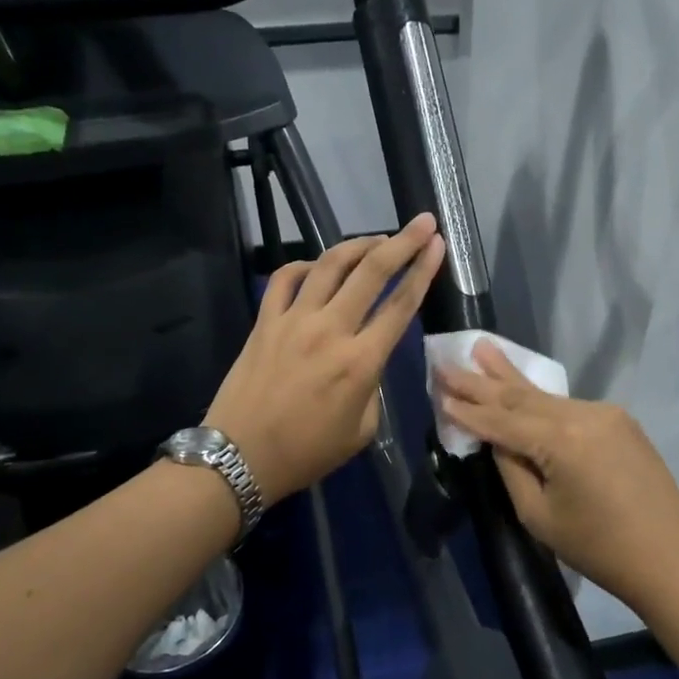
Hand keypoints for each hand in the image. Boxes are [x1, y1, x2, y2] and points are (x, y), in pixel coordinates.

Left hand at [206, 214, 443, 506]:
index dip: (424, 271)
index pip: (400, 305)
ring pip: (329, 265)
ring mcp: (293, 320)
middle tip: (422, 221)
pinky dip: (306, 265)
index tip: (438, 245)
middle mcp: (330, 330)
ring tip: (377, 238)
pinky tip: (319, 266)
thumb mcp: (361, 430)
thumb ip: (373, 386)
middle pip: (372, 272)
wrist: (240, 457)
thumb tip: (367, 359)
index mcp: (360, 362)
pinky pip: (285, 278)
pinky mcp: (264, 321)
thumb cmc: (306, 452)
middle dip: (402, 242)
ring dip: (358, 244)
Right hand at [435, 342, 678, 608]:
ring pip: (545, 396)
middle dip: (482, 380)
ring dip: (510, 378)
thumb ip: (512, 469)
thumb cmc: (598, 548)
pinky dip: (539, 398)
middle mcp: (583, 415)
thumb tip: (497, 440)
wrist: (670, 557)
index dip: (468, 409)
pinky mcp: (618, 420)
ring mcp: (605, 413)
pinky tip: (518, 384)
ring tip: (482, 350)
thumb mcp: (539, 516)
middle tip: (449, 360)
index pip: (502, 420)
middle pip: (521, 396)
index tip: (438, 389)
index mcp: (562, 442)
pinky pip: (567, 407)